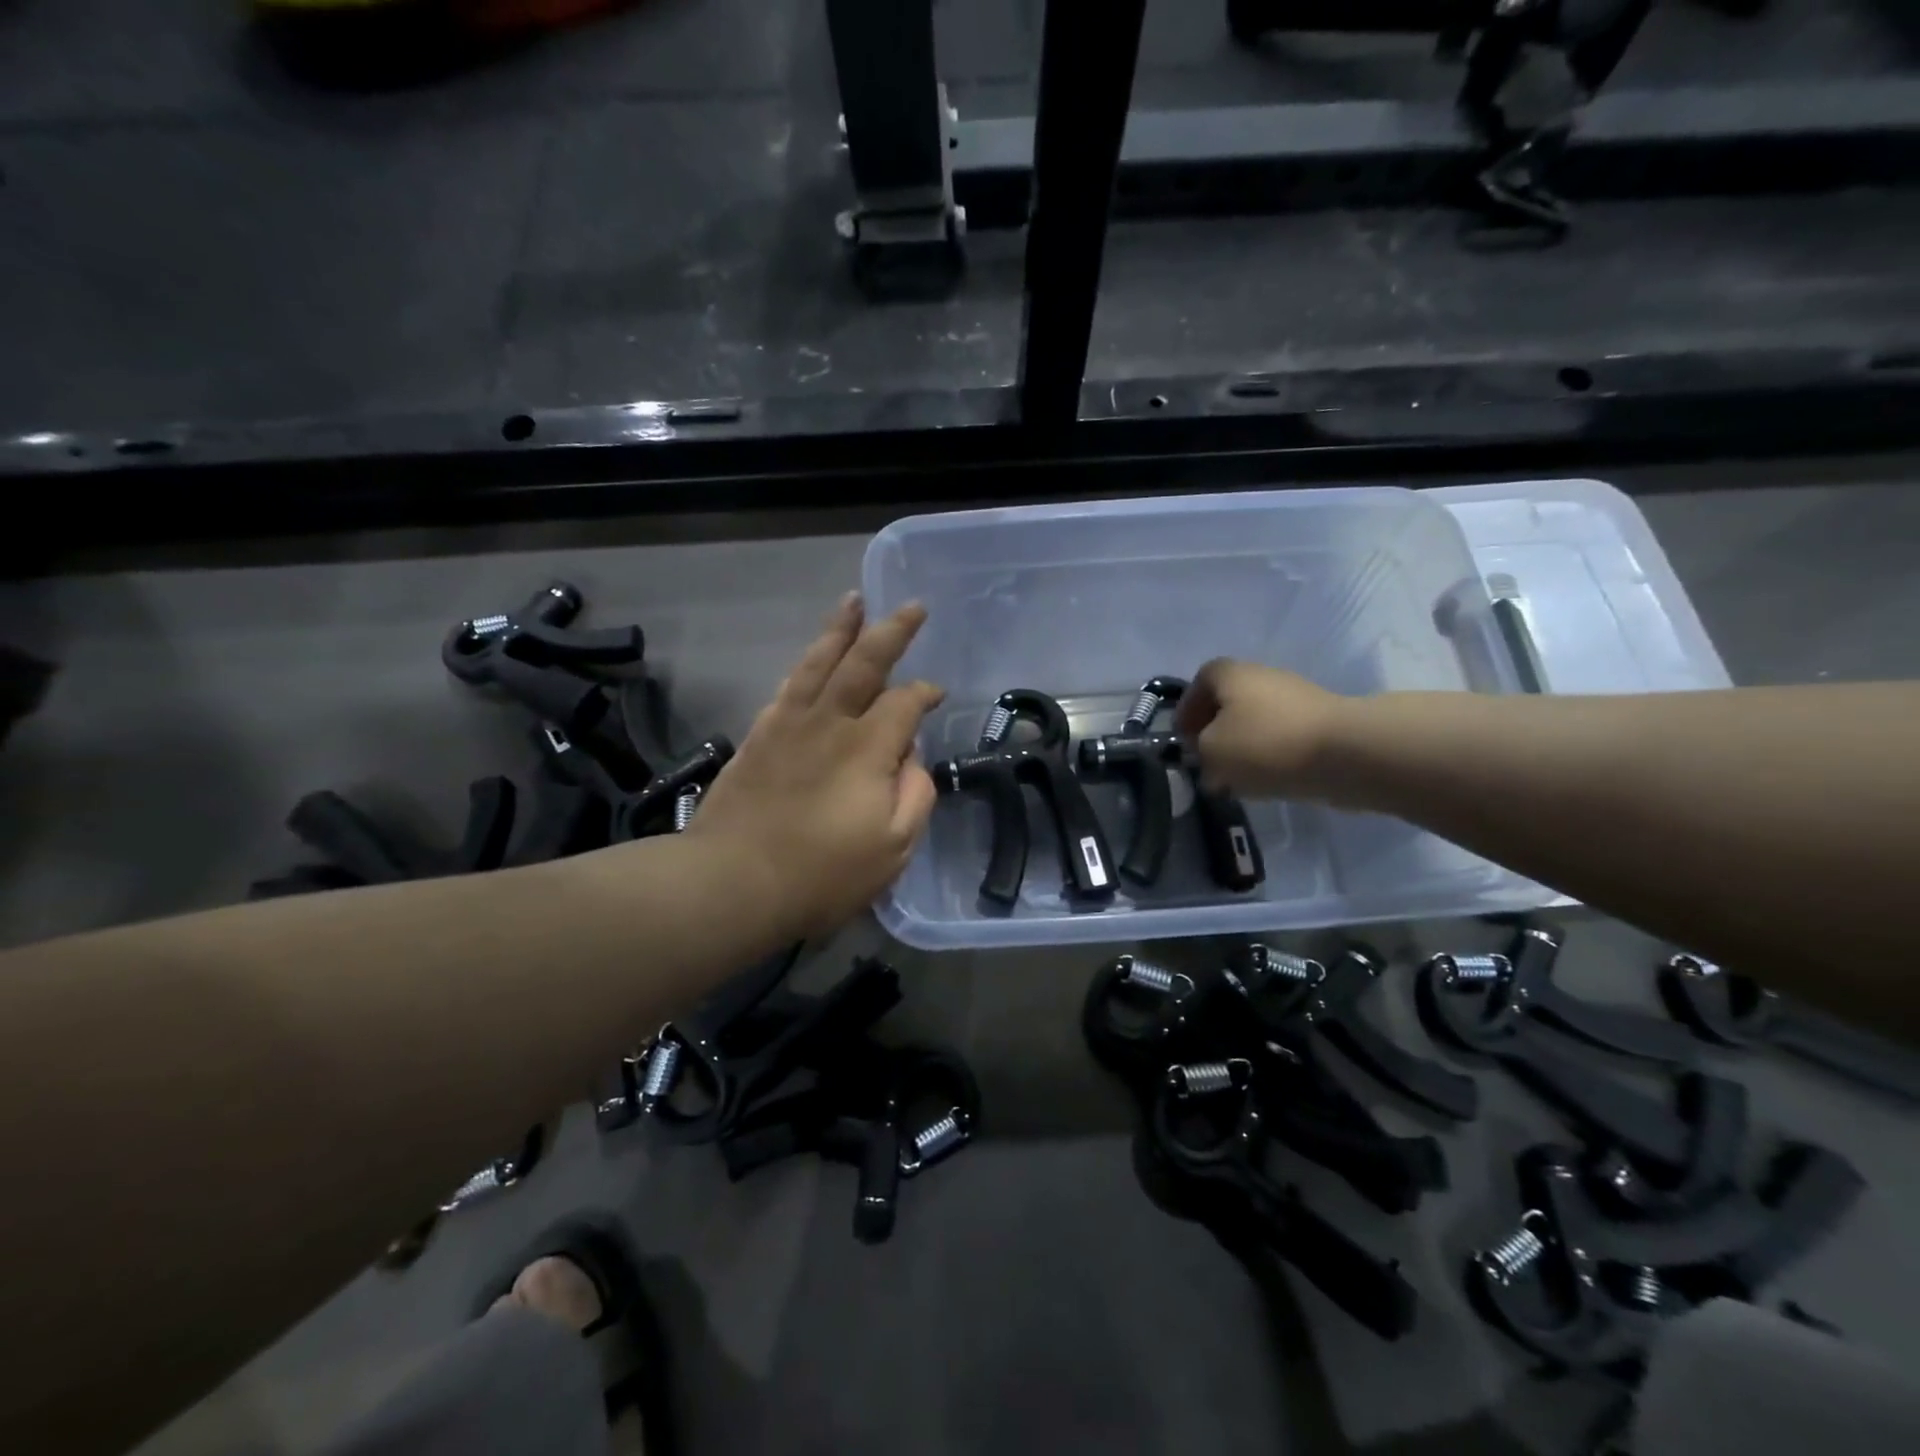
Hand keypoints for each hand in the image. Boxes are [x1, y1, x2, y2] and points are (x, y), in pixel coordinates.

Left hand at [689, 594, 944, 938]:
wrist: (733, 880)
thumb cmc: (822, 873)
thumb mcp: (893, 848)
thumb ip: (915, 796)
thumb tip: (911, 759)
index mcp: (868, 747)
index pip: (906, 702)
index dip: (925, 693)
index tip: (936, 695)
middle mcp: (830, 722)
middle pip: (864, 662)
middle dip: (892, 631)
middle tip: (912, 606)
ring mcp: (789, 724)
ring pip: (819, 662)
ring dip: (840, 630)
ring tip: (853, 602)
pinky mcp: (759, 736)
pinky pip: (788, 687)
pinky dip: (805, 666)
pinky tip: (811, 659)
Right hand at [1174, 658, 1346, 799]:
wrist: (1346, 753)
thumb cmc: (1265, 743)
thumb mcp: (1212, 752)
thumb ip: (1200, 754)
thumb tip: (1208, 760)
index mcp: (1231, 674)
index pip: (1200, 681)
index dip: (1187, 709)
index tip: (1183, 738)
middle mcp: (1263, 677)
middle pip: (1230, 701)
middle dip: (1215, 729)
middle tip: (1206, 759)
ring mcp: (1296, 699)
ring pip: (1257, 721)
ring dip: (1242, 745)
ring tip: (1235, 778)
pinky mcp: (1321, 724)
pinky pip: (1283, 738)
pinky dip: (1270, 756)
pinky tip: (1266, 781)